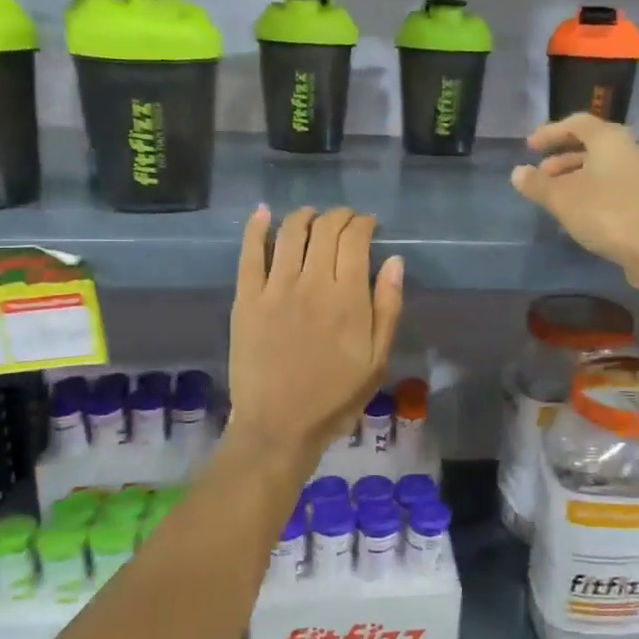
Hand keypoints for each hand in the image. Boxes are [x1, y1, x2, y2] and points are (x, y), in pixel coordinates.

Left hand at [227, 205, 403, 460]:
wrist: (279, 426)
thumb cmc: (335, 398)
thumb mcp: (377, 360)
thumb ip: (387, 308)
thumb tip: (394, 261)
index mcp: (348, 297)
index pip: (355, 240)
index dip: (364, 224)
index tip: (369, 225)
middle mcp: (312, 282)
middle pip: (325, 229)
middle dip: (339, 216)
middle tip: (346, 220)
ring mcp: (274, 288)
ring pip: (290, 232)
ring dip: (305, 215)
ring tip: (313, 216)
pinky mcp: (245, 299)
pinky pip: (250, 253)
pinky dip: (256, 228)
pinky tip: (263, 213)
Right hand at [511, 114, 638, 299]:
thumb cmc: (606, 214)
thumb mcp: (562, 199)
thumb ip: (537, 184)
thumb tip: (517, 173)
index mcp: (611, 139)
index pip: (577, 123)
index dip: (550, 133)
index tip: (529, 147)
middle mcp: (631, 149)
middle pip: (592, 145)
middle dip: (562, 157)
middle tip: (540, 174)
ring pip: (603, 167)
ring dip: (576, 176)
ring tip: (554, 196)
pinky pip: (614, 184)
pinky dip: (592, 190)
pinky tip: (578, 211)